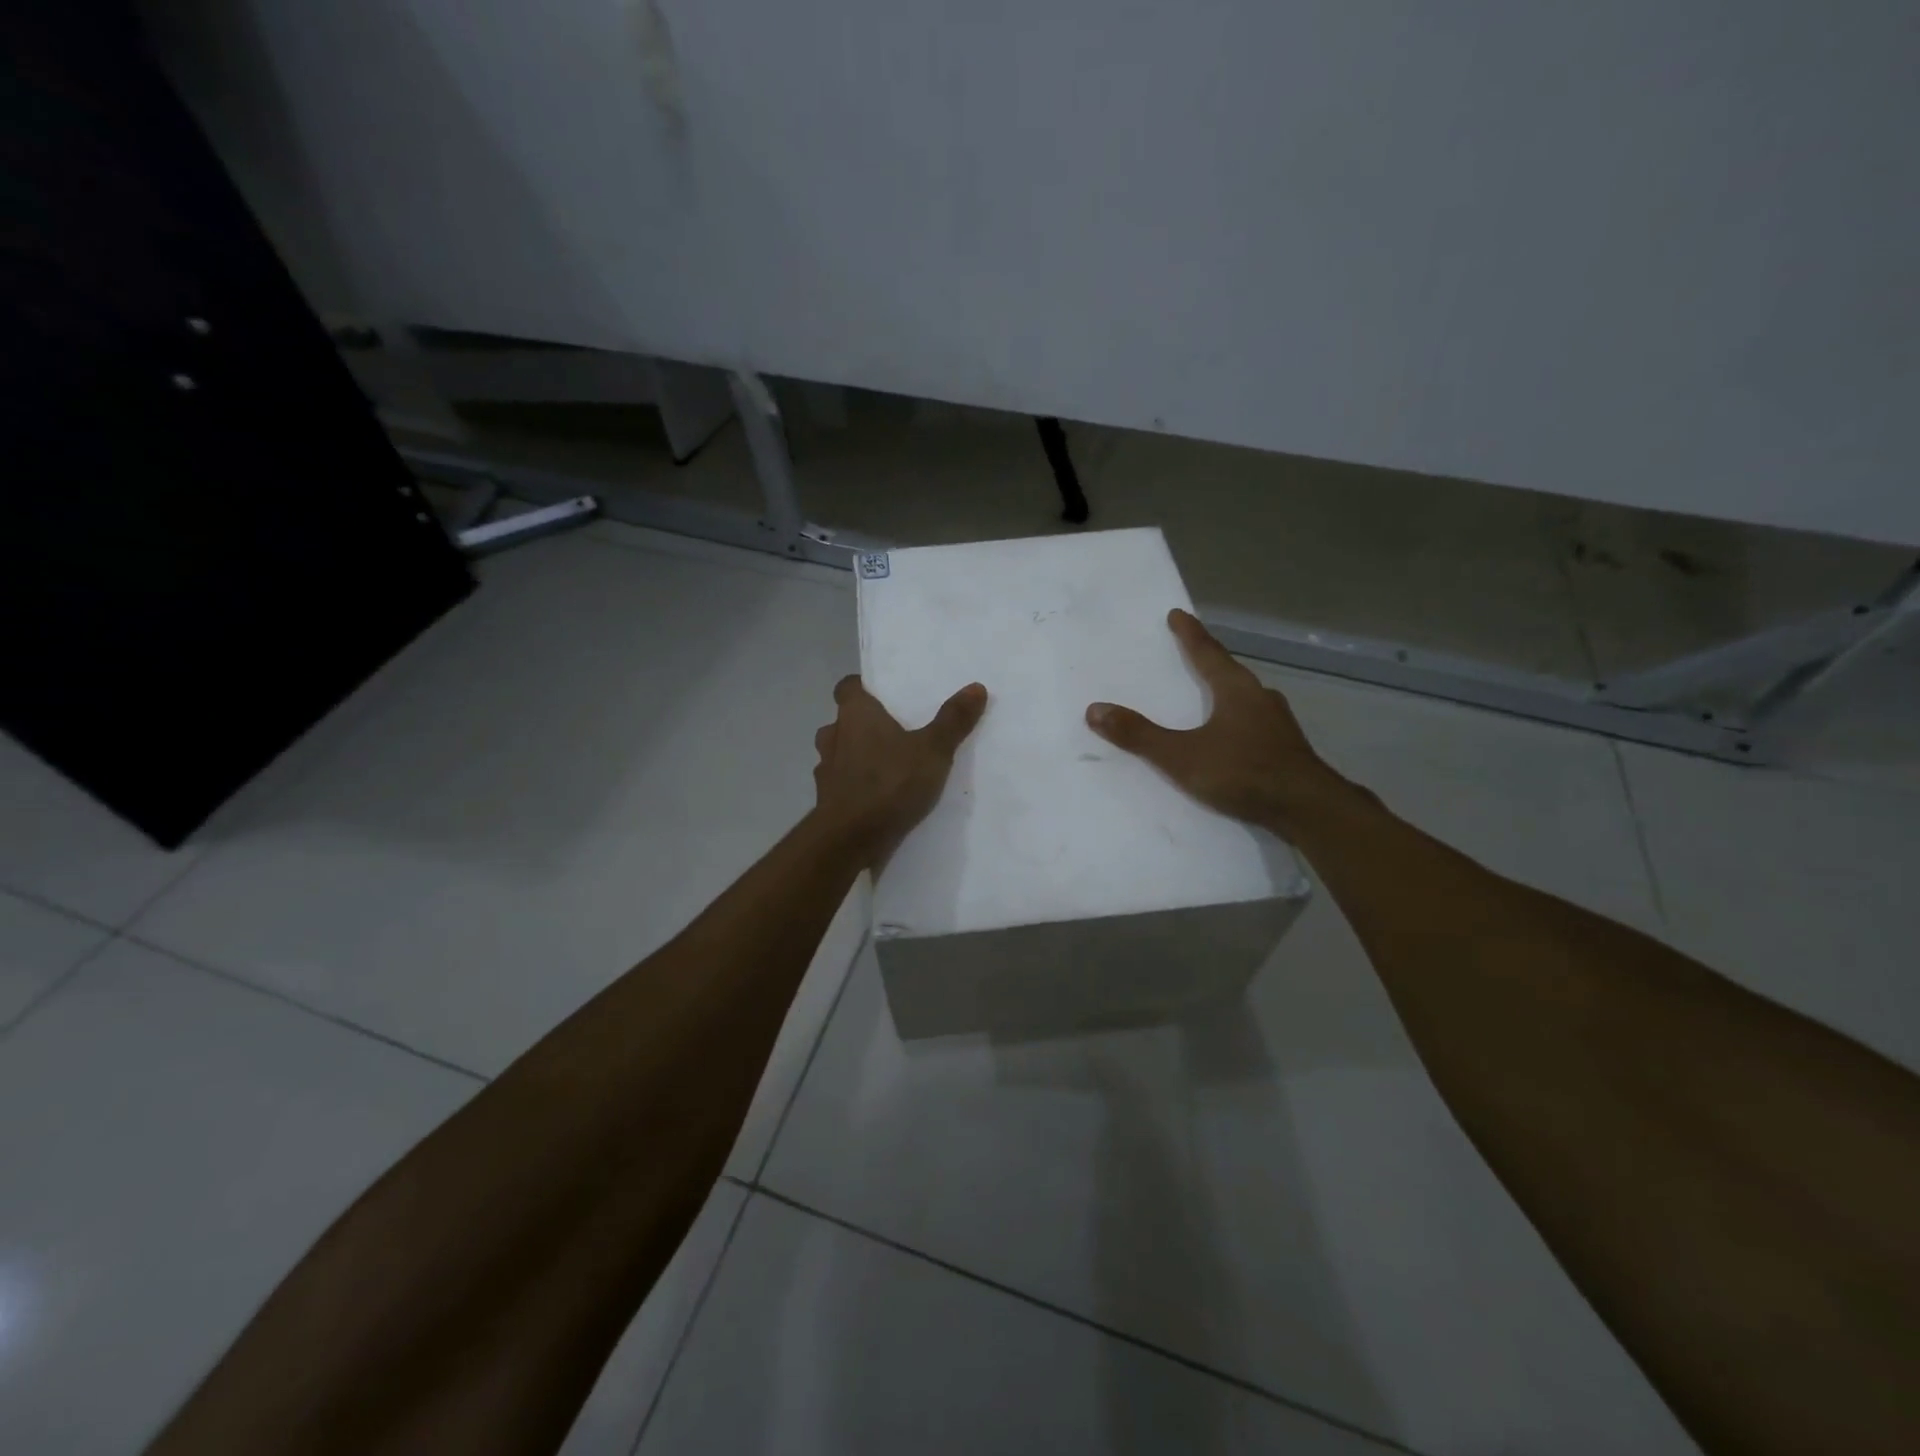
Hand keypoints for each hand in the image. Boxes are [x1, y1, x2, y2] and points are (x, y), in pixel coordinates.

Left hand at [813, 675, 988, 868]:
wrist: (849, 839)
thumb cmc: (889, 783)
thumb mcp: (933, 751)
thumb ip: (953, 720)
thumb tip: (976, 687)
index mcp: (855, 714)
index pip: (847, 687)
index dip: (862, 688)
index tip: (882, 696)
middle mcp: (833, 736)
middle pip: (843, 721)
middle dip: (862, 725)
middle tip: (892, 732)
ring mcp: (825, 770)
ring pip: (838, 753)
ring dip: (856, 756)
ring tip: (886, 767)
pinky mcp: (825, 801)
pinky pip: (840, 785)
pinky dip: (854, 786)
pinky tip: (876, 798)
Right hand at [1086, 609, 1348, 837]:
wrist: (1307, 808)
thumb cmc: (1243, 772)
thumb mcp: (1182, 756)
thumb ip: (1140, 735)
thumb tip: (1095, 710)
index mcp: (1236, 689)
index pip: (1207, 652)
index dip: (1189, 634)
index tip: (1178, 614)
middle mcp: (1260, 697)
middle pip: (1230, 670)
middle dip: (1209, 660)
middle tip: (1192, 651)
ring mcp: (1278, 723)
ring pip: (1246, 696)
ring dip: (1226, 690)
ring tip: (1210, 692)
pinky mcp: (1286, 747)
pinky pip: (1255, 721)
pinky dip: (1238, 718)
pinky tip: (1234, 734)